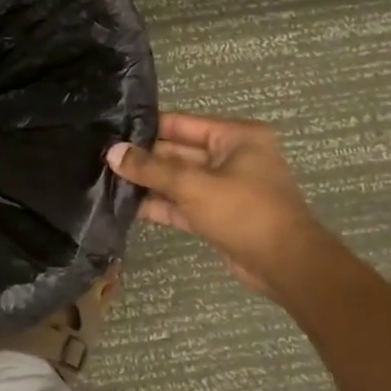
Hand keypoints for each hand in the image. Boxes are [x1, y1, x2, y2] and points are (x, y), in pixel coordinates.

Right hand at [108, 112, 327, 299]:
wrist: (287, 266)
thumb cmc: (245, 211)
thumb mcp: (193, 185)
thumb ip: (151, 169)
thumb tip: (113, 153)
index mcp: (236, 137)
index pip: (181, 124)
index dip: (147, 128)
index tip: (111, 131)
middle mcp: (231, 157)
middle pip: (178, 152)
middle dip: (144, 158)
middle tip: (103, 158)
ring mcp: (225, 188)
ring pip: (178, 180)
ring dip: (148, 183)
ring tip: (107, 180)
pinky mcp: (218, 215)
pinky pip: (183, 203)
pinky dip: (160, 204)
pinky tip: (126, 205)